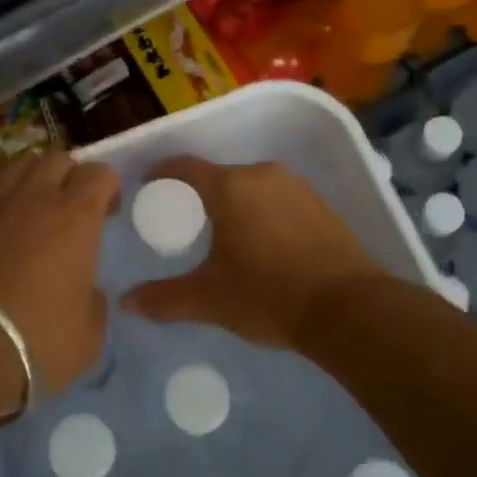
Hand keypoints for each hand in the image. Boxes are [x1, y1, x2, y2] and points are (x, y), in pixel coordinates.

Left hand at [0, 153, 119, 403]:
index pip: (99, 173)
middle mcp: (35, 196)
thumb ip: (93, 300)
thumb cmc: (37, 337)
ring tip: (34, 208)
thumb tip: (86, 290)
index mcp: (76, 215)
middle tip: (72, 206)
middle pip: (57, 158)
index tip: (108, 210)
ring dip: (33, 180)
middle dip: (70, 175)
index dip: (108, 186)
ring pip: (19, 166)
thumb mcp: (89, 333)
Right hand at [122, 156, 380, 349]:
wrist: (349, 310)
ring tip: (224, 234)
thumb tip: (126, 302)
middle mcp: (261, 174)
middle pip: (219, 175)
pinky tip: (264, 243)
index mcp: (229, 186)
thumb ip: (165, 299)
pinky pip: (278, 198)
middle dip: (199, 194)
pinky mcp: (320, 204)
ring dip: (234, 203)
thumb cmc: (269, 296)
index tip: (148, 186)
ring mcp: (296, 186)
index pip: (185, 166)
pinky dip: (263, 212)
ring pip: (251, 186)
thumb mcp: (210, 300)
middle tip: (185, 222)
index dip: (162, 172)